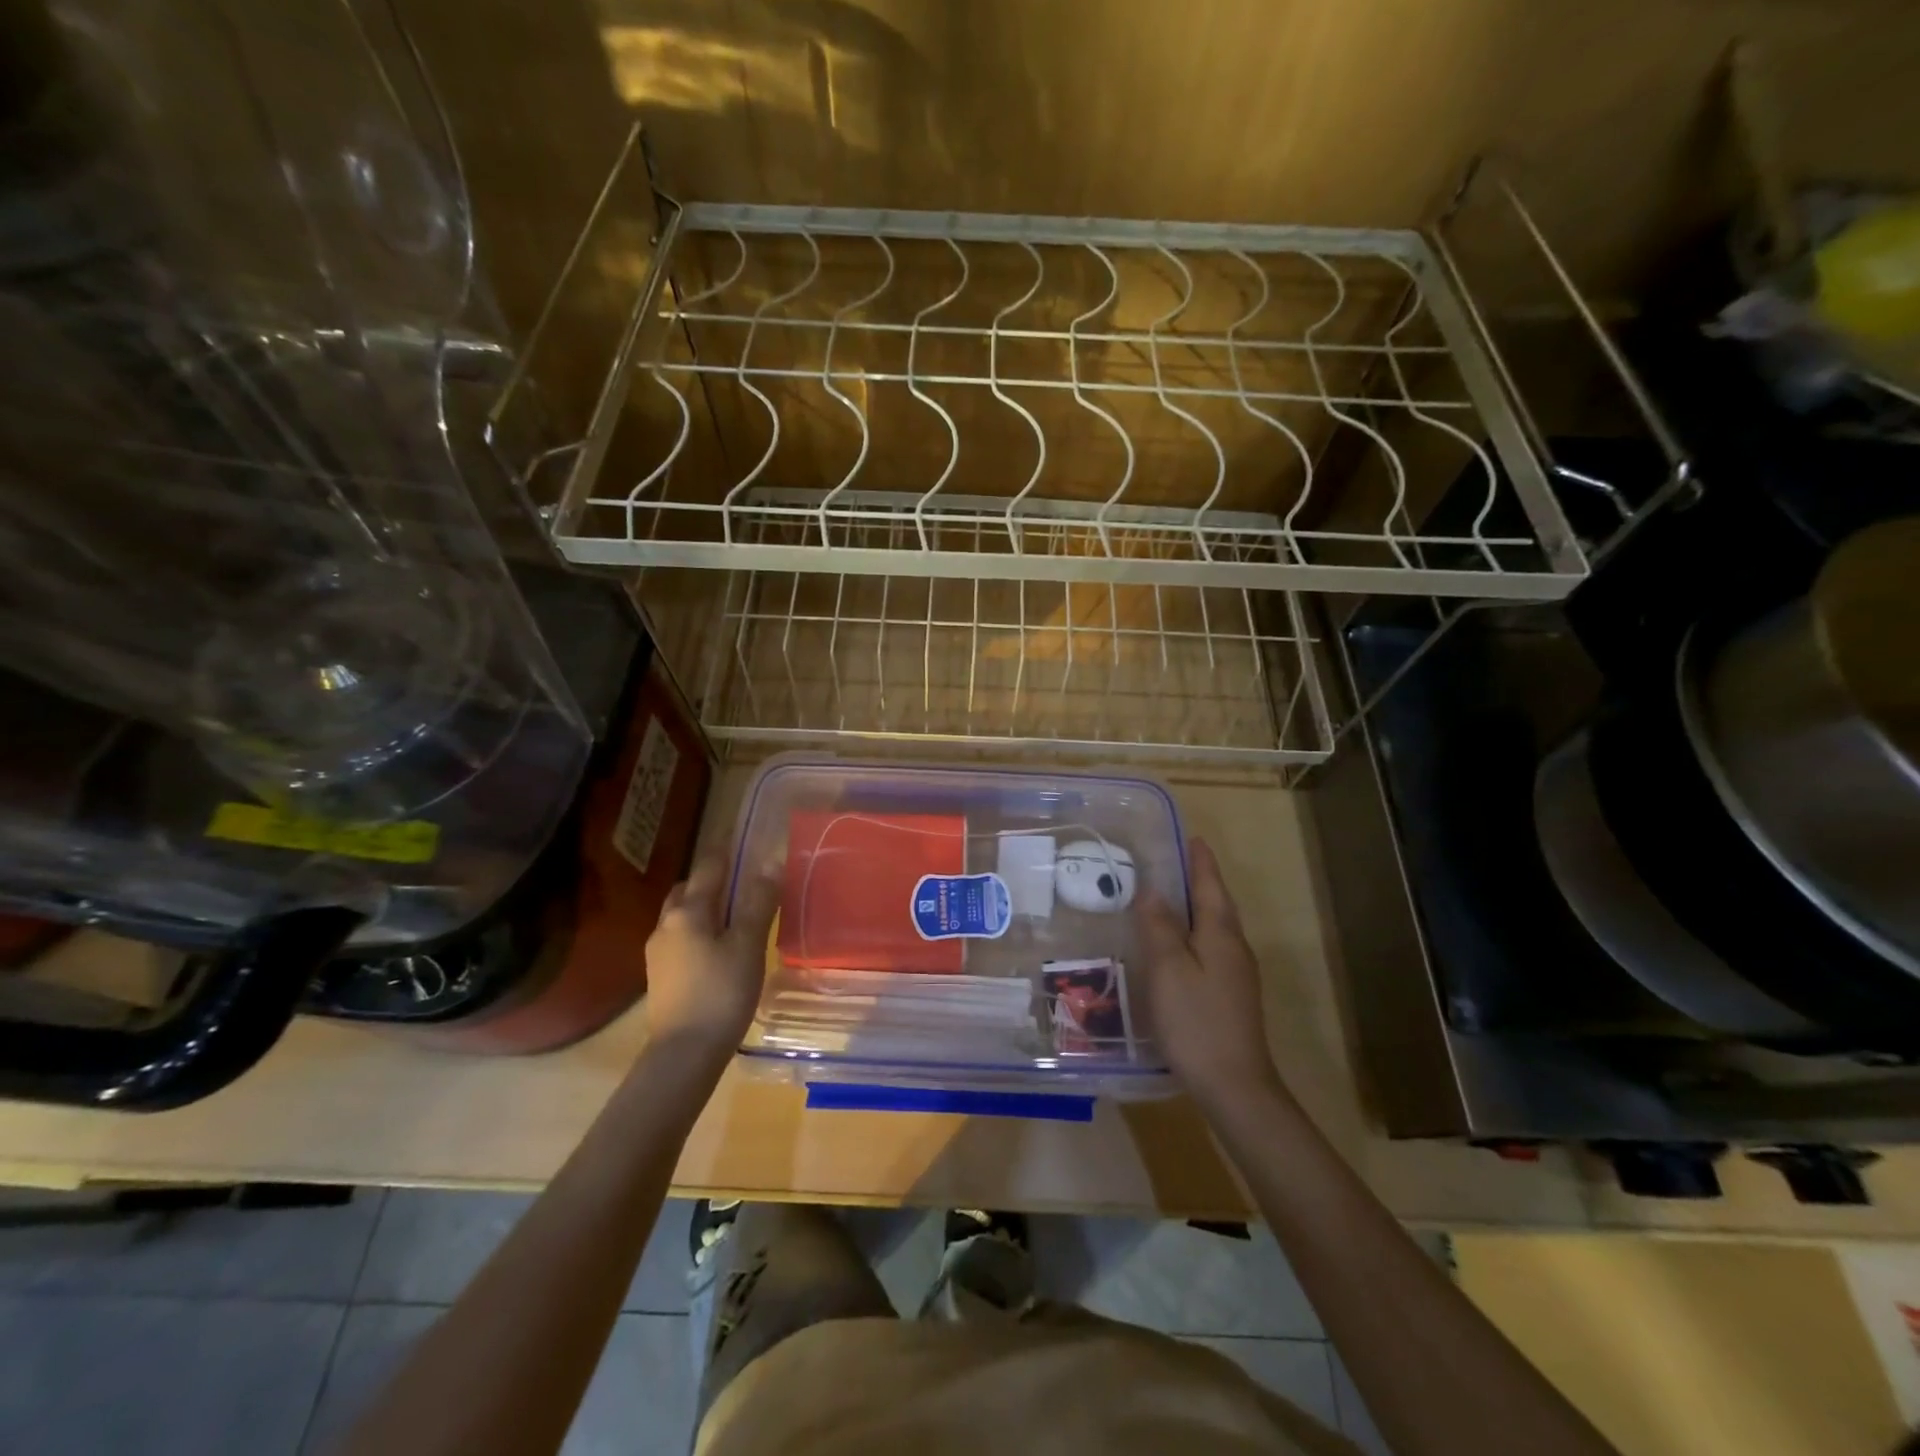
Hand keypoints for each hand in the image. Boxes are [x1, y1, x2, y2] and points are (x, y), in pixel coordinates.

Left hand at [644, 854, 781, 1059]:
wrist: (683, 1054)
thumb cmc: (721, 993)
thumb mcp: (748, 945)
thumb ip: (758, 901)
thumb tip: (771, 861)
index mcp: (688, 911)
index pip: (708, 867)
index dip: (727, 850)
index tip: (744, 838)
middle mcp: (666, 924)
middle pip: (688, 889)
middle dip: (712, 880)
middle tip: (743, 882)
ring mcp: (658, 951)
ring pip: (681, 915)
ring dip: (704, 907)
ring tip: (734, 917)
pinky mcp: (660, 975)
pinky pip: (681, 938)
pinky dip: (699, 931)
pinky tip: (718, 949)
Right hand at [1135, 837, 1283, 1110]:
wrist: (1234, 1085)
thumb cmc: (1196, 1021)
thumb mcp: (1168, 969)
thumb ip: (1159, 927)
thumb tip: (1152, 889)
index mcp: (1221, 935)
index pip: (1210, 886)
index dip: (1200, 862)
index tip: (1192, 838)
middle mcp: (1234, 948)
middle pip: (1216, 905)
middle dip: (1199, 881)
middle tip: (1174, 862)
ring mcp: (1236, 974)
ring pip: (1214, 928)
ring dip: (1196, 907)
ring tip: (1169, 897)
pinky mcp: (1230, 996)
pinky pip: (1211, 949)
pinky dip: (1194, 934)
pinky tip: (1176, 945)